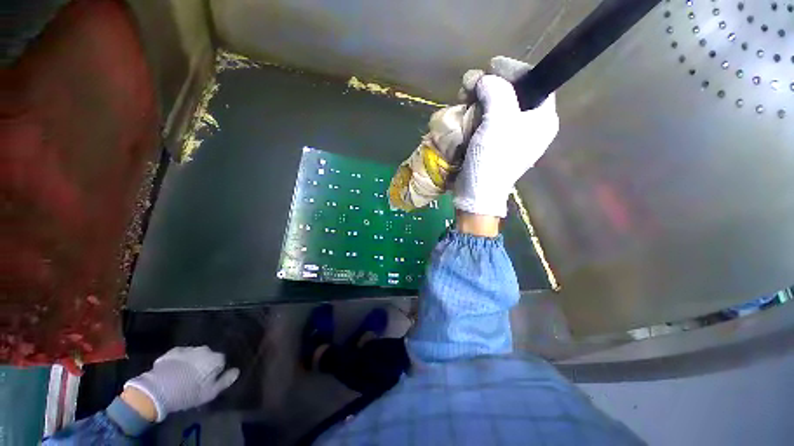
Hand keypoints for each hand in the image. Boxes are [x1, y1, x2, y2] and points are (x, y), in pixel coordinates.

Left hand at [124, 346, 238, 421]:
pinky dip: (179, 362)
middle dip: (203, 365)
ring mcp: (187, 349)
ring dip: (191, 363)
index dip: (215, 373)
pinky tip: (173, 371)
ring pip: (193, 355)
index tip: (208, 382)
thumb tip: (236, 371)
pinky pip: (179, 356)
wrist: (159, 389)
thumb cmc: (189, 392)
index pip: (221, 362)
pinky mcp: (172, 351)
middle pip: (207, 357)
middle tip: (195, 379)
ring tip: (183, 376)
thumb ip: (226, 380)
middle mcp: (205, 349)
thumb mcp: (211, 392)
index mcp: (216, 358)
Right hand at [453, 75, 558, 217]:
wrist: (478, 193)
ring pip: (496, 107)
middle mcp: (529, 126)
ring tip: (462, 98)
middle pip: (513, 94)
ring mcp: (510, 137)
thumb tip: (486, 79)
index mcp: (542, 119)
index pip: (535, 82)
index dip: (514, 71)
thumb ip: (498, 92)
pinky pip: (486, 122)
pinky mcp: (493, 145)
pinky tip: (464, 113)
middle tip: (470, 85)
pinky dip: (475, 115)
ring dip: (478, 100)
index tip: (492, 66)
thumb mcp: (499, 122)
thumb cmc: (492, 159)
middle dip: (491, 86)